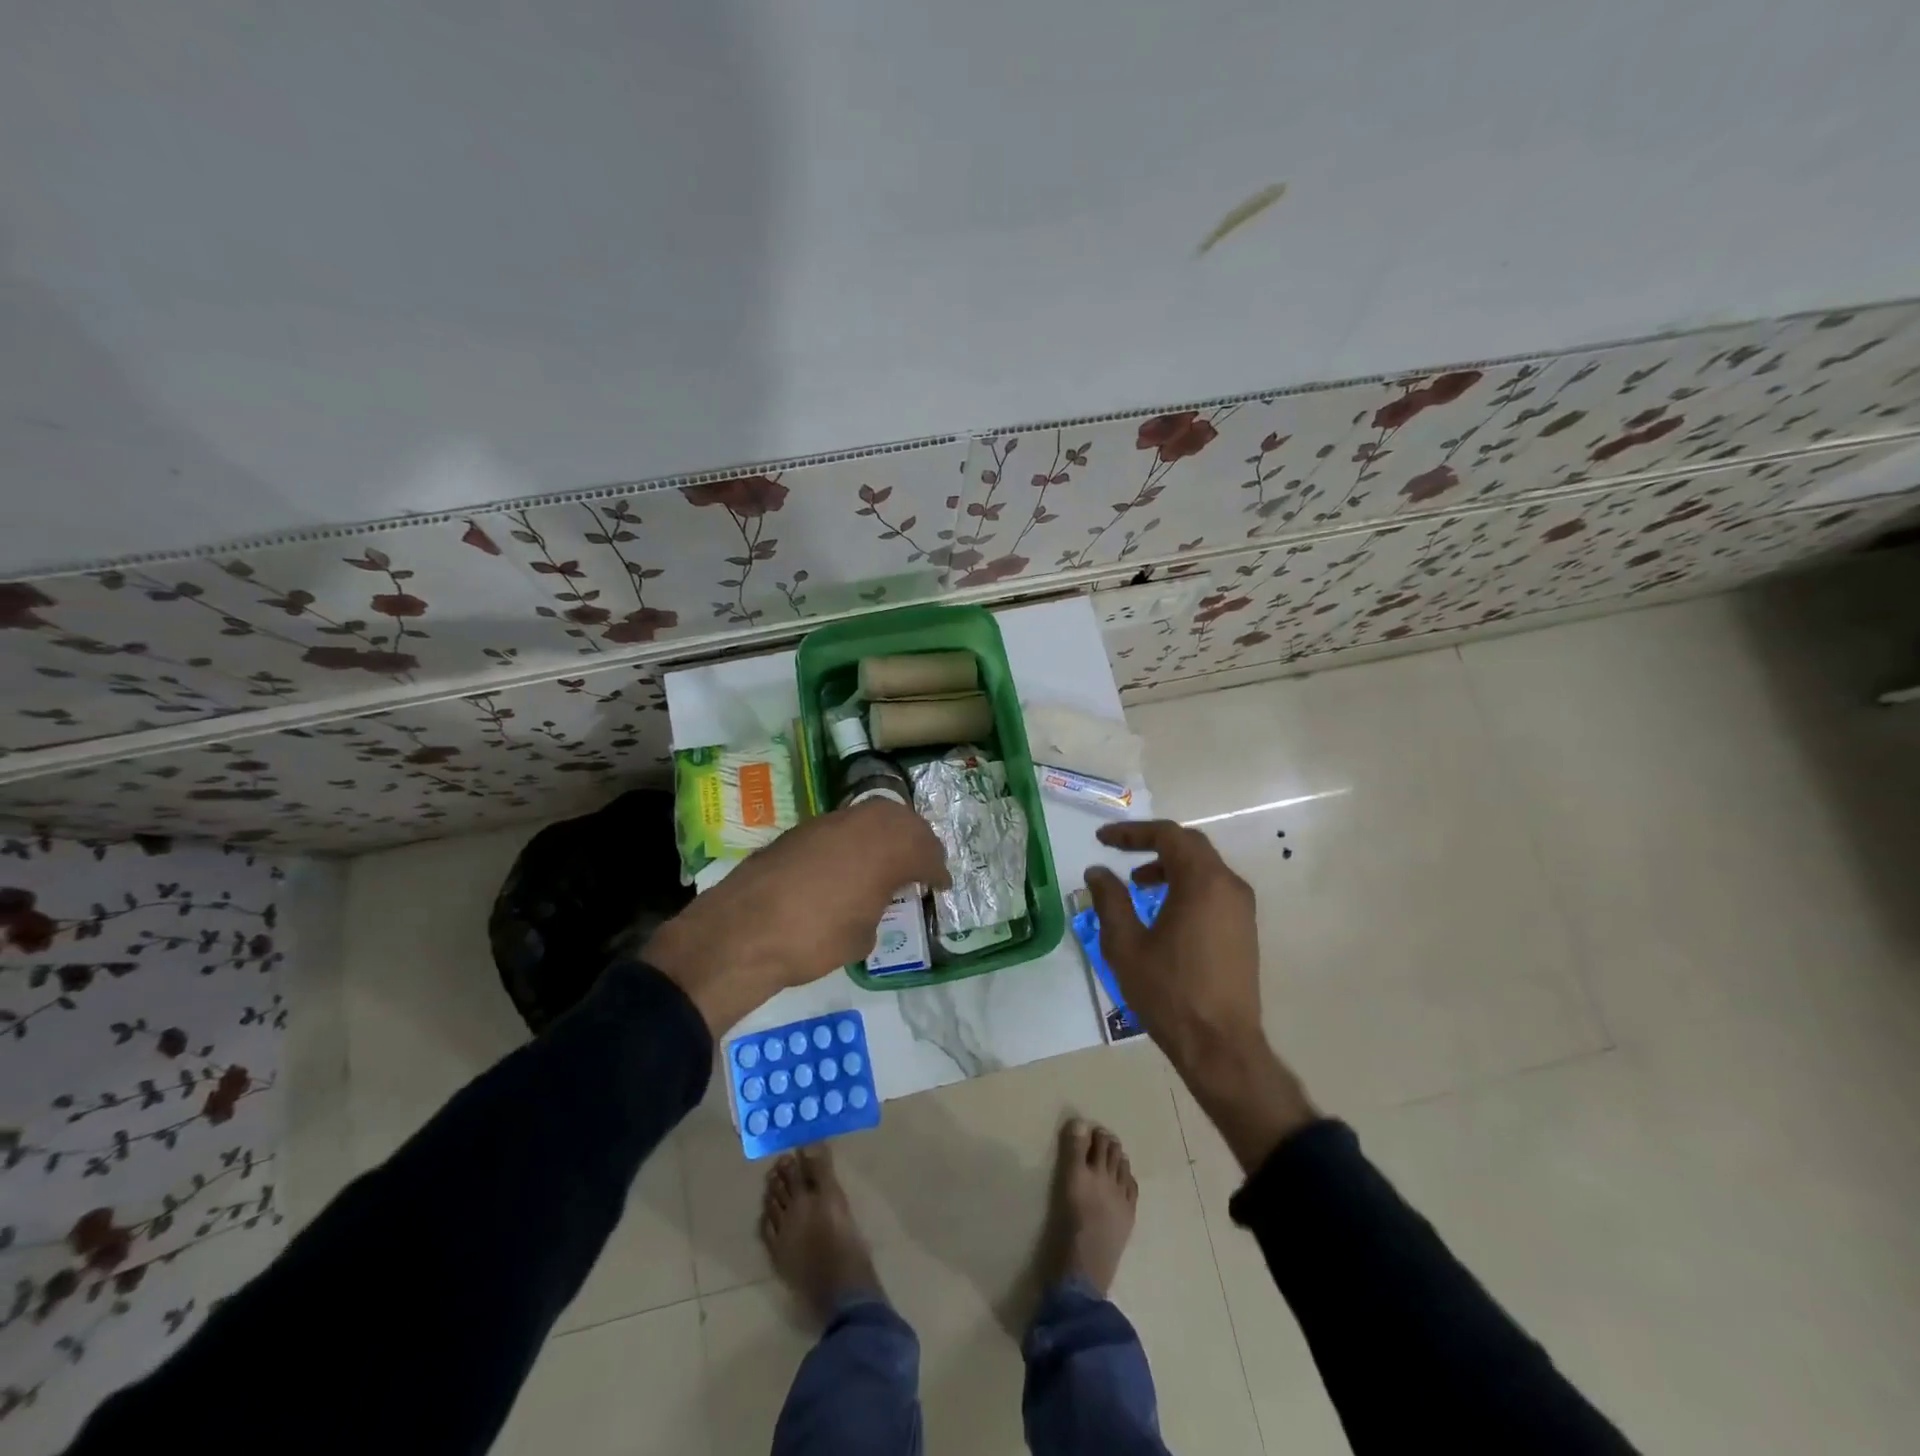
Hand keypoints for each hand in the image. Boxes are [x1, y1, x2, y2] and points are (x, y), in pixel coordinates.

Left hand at [648, 798, 948, 1034]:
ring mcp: (828, 822)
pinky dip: (856, 841)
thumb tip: (875, 897)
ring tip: (889, 861)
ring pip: (871, 815)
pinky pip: (842, 827)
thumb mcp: (863, 934)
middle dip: (917, 842)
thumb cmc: (815, 938)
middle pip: (902, 821)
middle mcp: (862, 824)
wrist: (743, 931)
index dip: (937, 871)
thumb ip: (879, 904)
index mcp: (887, 847)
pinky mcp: (800, 830)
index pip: (926, 853)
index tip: (942, 884)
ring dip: (886, 835)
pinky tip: (850, 864)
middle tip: (922, 865)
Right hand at [1084, 819, 1314, 1170]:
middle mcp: (1228, 885)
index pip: (1167, 836)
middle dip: (1151, 844)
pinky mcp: (1244, 929)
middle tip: (1119, 852)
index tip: (1102, 839)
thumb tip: (1098, 872)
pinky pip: (1213, 889)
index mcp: (1202, 882)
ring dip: (1169, 866)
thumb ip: (1110, 900)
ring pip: (1204, 867)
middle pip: (1189, 845)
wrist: (1220, 1045)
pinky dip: (1186, 885)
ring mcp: (1241, 908)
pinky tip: (1163, 910)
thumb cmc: (1169, 992)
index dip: (1132, 832)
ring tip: (1138, 884)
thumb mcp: (1126, 944)